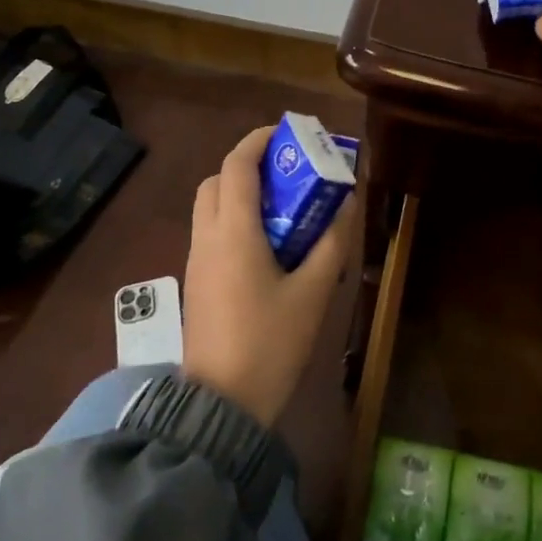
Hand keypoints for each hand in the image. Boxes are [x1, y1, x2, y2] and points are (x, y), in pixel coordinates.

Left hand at [182, 126, 350, 427]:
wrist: (220, 407)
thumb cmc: (270, 343)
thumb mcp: (313, 292)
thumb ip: (331, 242)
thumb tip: (345, 202)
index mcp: (233, 232)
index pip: (237, 165)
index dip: (258, 140)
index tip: (287, 133)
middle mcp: (207, 238)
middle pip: (217, 180)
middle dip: (248, 165)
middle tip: (285, 172)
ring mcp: (196, 261)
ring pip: (210, 206)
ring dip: (240, 192)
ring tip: (281, 205)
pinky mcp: (196, 283)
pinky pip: (211, 232)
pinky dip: (233, 218)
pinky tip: (266, 242)